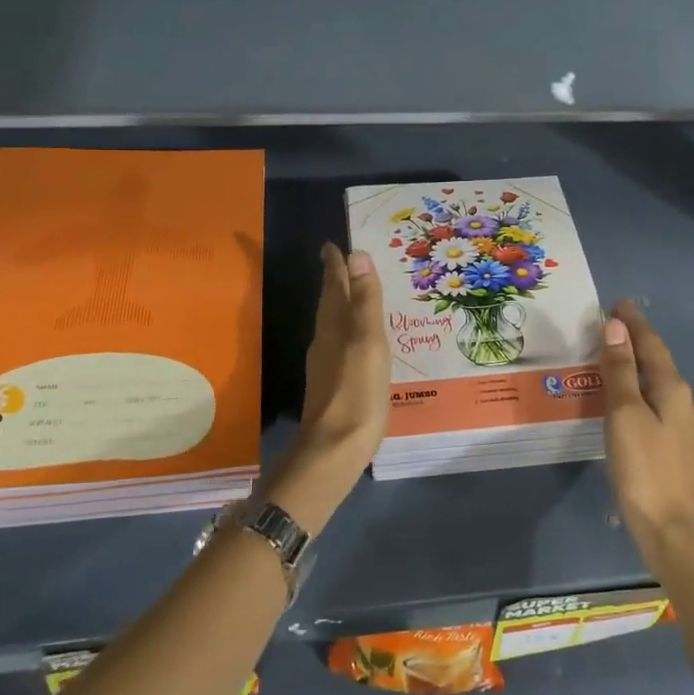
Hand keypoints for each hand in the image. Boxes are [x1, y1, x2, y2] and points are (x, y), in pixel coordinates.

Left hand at [263, 244, 389, 534]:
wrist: (335, 450)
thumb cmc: (357, 392)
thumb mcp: (368, 341)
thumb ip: (365, 300)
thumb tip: (356, 254)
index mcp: (334, 326)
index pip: (334, 286)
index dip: (335, 265)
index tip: (332, 245)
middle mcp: (325, 340)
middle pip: (330, 303)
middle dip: (336, 281)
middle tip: (344, 262)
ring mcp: (327, 364)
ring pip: (334, 323)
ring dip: (342, 304)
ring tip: (356, 293)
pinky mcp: (334, 384)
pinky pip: (342, 344)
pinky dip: (349, 330)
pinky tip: (360, 340)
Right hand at [599, 300, 693, 562]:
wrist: (672, 530)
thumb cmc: (645, 467)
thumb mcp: (625, 413)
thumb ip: (620, 369)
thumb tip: (615, 326)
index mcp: (671, 387)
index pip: (651, 343)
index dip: (633, 322)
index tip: (616, 303)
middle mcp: (680, 400)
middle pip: (655, 359)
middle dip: (633, 339)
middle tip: (606, 323)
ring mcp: (678, 424)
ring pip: (653, 380)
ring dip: (632, 363)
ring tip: (607, 352)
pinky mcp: (670, 444)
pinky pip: (650, 400)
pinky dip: (633, 386)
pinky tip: (619, 396)